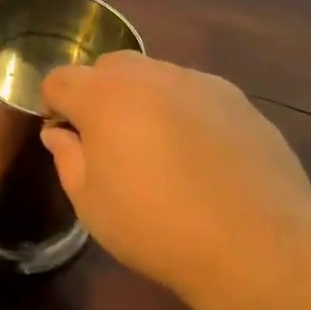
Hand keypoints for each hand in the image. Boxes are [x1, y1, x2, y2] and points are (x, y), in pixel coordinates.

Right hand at [41, 53, 310, 309]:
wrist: (255, 243)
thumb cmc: (155, 227)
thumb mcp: (91, 203)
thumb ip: (68, 158)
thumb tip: (60, 134)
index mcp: (105, 98)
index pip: (60, 79)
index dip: (55, 106)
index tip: (67, 139)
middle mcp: (151, 76)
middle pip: (109, 66)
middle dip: (98, 94)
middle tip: (108, 143)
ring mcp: (200, 83)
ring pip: (155, 76)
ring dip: (142, 100)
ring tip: (158, 151)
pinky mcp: (239, 100)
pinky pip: (194, 94)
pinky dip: (183, 112)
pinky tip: (198, 157)